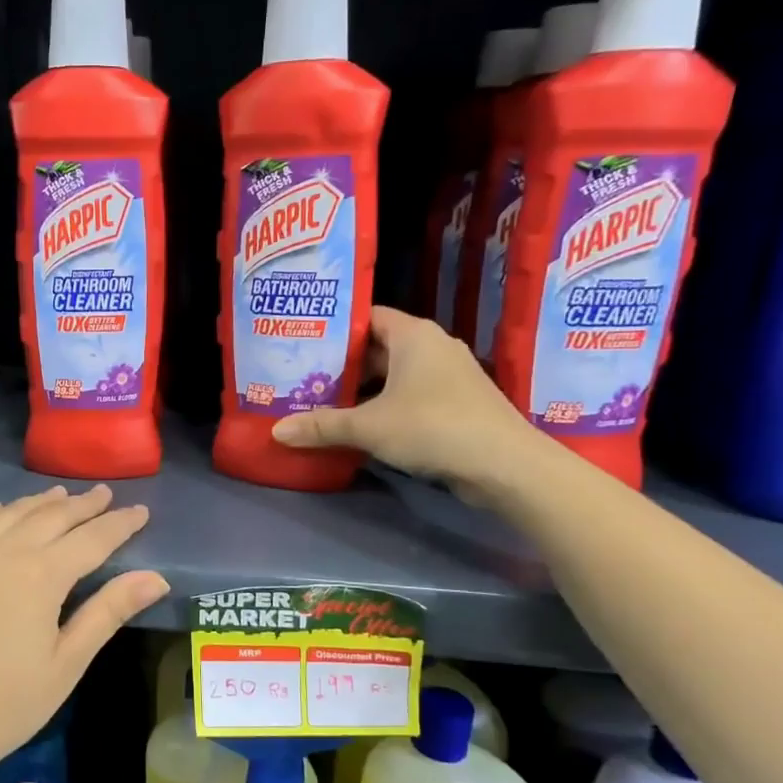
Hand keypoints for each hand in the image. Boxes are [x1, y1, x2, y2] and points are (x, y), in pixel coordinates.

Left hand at [0, 485, 168, 782]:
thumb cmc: (4, 707)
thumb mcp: (67, 663)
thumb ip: (109, 612)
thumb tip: (157, 577)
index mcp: (40, 575)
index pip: (92, 538)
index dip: (119, 524)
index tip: (139, 510)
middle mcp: (0, 550)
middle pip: (51, 516)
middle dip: (83, 505)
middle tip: (105, 494)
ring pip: (7, 513)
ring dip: (38, 503)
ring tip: (60, 496)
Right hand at [270, 306, 547, 497]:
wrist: (505, 466)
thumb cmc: (433, 427)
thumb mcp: (368, 427)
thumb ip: (321, 426)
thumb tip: (276, 431)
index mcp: (413, 335)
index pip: (368, 316)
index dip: (336, 327)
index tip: (304, 340)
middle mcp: (432, 347)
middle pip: (378, 348)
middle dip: (343, 363)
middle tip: (303, 374)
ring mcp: (448, 376)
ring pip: (394, 374)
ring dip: (363, 389)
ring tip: (322, 400)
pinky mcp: (456, 403)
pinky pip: (410, 395)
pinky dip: (384, 405)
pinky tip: (359, 424)